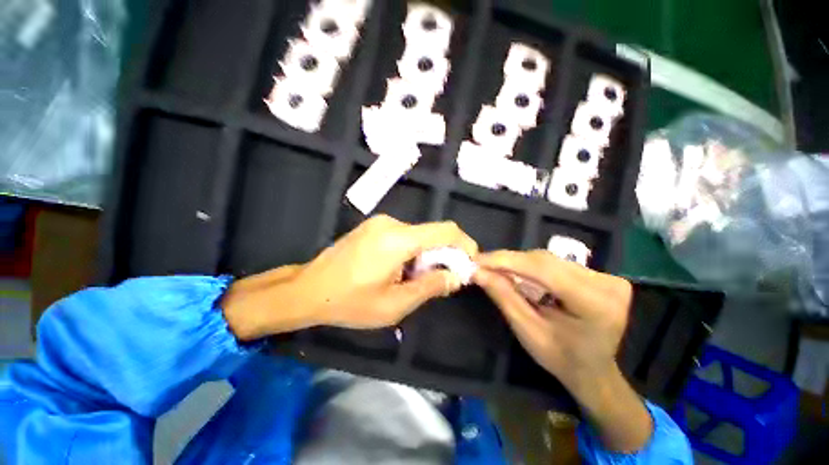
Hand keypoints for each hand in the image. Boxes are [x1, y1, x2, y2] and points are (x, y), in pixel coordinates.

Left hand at [223, 215, 477, 339]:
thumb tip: (456, 276)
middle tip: (439, 281)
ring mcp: (380, 222)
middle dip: (443, 256)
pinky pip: (404, 236)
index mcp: (397, 239)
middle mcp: (391, 223)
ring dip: (425, 256)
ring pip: (418, 236)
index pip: (445, 230)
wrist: (307, 290)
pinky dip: (412, 251)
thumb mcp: (395, 304)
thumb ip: (431, 286)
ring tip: (413, 280)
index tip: (469, 263)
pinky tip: (399, 270)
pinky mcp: (373, 226)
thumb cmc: (350, 302)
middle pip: (432, 234)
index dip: (464, 244)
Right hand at [474, 250, 651, 451]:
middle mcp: (606, 284)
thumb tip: (478, 271)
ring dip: (519, 263)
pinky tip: (517, 272)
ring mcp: (606, 277)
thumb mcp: (528, 331)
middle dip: (509, 261)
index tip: (478, 260)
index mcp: (595, 304)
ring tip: (496, 269)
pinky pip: (556, 263)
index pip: (543, 269)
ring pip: (549, 259)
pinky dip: (531, 266)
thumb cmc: (561, 359)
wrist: (594, 371)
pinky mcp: (600, 274)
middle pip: (545, 261)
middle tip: (482, 264)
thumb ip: (504, 297)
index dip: (507, 260)